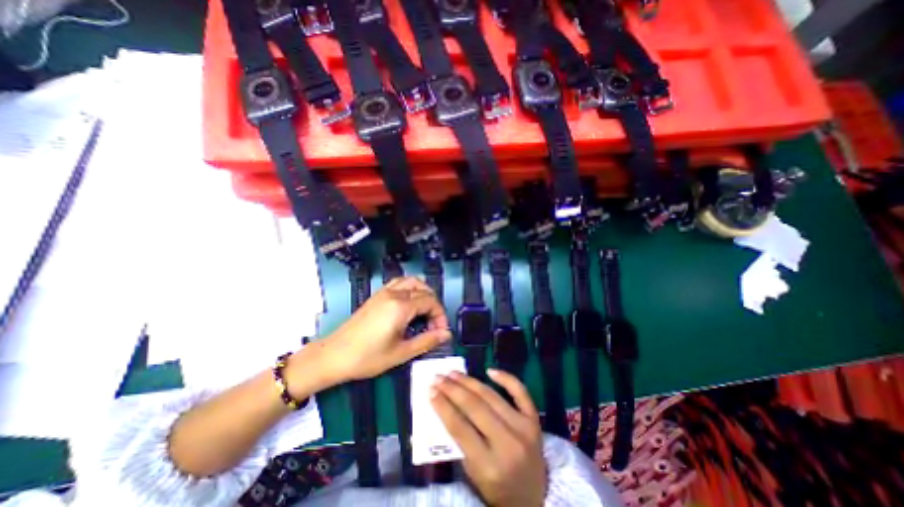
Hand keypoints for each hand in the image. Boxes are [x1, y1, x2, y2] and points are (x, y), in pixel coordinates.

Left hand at [293, 273, 450, 388]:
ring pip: (411, 281)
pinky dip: (410, 288)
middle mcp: (394, 294)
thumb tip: (446, 334)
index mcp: (400, 306)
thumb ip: (427, 341)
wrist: (334, 356)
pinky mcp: (377, 295)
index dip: (440, 315)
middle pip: (423, 289)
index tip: (440, 332)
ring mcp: (384, 292)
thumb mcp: (401, 353)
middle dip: (433, 305)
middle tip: (433, 324)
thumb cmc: (367, 357)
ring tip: (425, 311)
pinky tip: (409, 304)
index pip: (430, 301)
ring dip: (423, 292)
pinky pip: (399, 283)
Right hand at [429, 369, 542, 506]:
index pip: (460, 428)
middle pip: (475, 407)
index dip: (443, 406)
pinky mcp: (534, 419)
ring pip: (492, 396)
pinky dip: (506, 378)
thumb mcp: (473, 473)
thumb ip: (460, 441)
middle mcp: (508, 444)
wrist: (534, 497)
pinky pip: (520, 392)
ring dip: (470, 381)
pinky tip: (489, 370)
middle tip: (439, 377)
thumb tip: (445, 405)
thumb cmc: (497, 487)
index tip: (431, 390)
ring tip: (454, 373)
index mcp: (489, 465)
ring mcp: (524, 428)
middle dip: (453, 389)